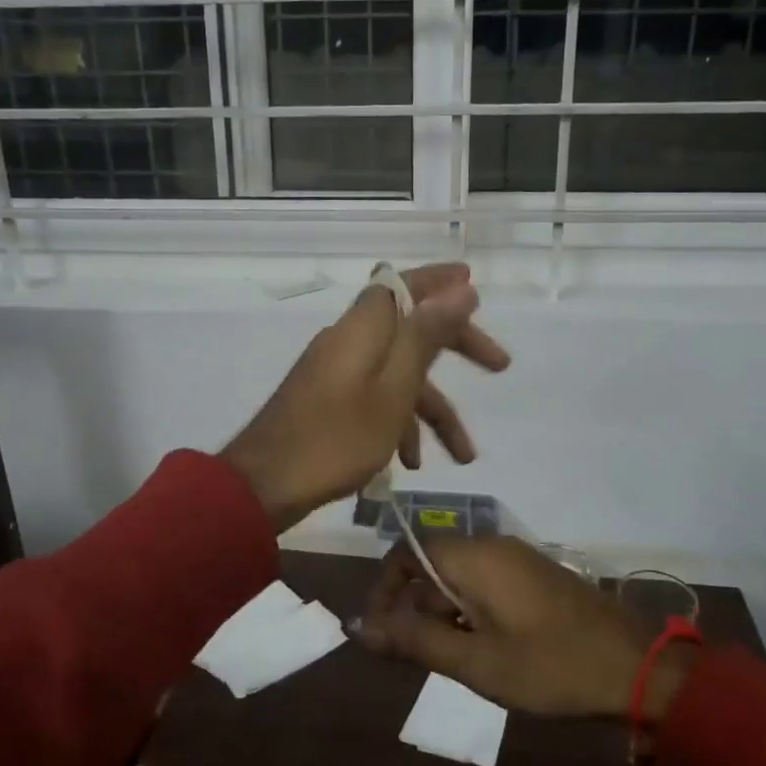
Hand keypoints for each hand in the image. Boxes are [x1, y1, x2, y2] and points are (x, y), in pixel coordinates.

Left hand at [219, 263, 509, 532]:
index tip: (474, 282)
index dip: (440, 280)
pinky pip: (374, 398)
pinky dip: (398, 423)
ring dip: (431, 409)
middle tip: (500, 366)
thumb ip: (427, 335)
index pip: (405, 284)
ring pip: (397, 374)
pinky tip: (409, 463)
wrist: (265, 484)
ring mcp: (335, 371)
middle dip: (456, 348)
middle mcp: (349, 340)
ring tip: (463, 456)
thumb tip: (460, 288)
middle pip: (410, 329)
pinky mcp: (326, 400)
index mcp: (363, 327)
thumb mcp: (395, 388)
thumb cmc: (337, 437)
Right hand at [353, 536, 691, 721]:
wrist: (637, 668)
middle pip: (432, 565)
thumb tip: (359, 627)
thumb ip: (415, 641)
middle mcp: (492, 546)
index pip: (407, 553)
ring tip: (459, 662)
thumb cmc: (551, 666)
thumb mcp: (477, 662)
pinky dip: (472, 612)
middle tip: (424, 659)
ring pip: (459, 577)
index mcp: (474, 557)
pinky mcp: (536, 576)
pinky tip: (488, 651)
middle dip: (417, 608)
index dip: (386, 590)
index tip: (382, 634)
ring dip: (445, 614)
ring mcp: (518, 559)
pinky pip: (487, 584)